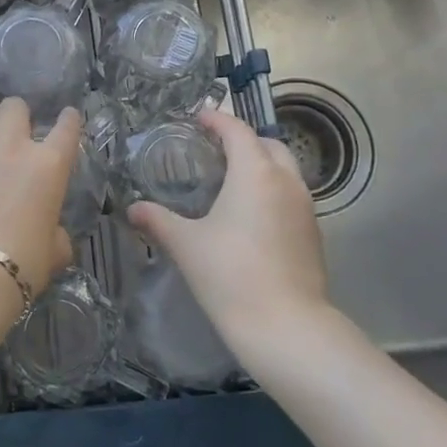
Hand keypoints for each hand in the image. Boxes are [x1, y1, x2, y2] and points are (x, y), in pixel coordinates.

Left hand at [0, 98, 80, 297]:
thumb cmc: (21, 265)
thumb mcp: (53, 254)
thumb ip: (56, 236)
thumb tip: (54, 237)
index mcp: (48, 165)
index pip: (67, 128)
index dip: (69, 119)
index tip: (67, 116)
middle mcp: (11, 147)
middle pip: (14, 106)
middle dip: (16, 116)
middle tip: (13, 135)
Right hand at [126, 107, 329, 350]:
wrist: (286, 327)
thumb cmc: (230, 275)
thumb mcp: (186, 244)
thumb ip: (157, 220)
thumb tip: (132, 209)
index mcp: (255, 172)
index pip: (237, 130)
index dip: (217, 120)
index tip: (198, 118)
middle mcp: (286, 181)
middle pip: (268, 144)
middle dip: (243, 140)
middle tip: (215, 149)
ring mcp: (306, 208)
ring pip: (286, 170)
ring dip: (262, 165)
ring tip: (232, 181)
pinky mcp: (313, 233)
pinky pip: (292, 196)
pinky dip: (272, 191)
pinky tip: (251, 216)